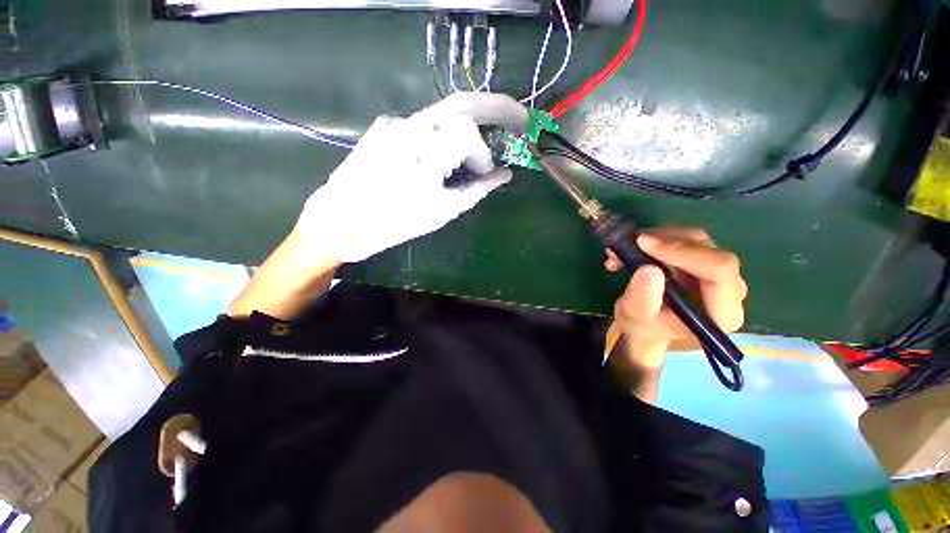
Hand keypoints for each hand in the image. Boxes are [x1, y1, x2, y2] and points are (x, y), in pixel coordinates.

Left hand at [295, 93, 528, 262]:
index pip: (469, 131)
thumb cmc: (394, 223)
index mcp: (424, 153)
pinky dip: (443, 135)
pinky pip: (424, 125)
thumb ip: (476, 190)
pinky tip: (441, 155)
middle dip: (496, 107)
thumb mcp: (442, 212)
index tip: (486, 173)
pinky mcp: (384, 126)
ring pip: (444, 113)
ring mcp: (394, 123)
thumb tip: (503, 176)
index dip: (483, 153)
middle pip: (462, 102)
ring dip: (468, 126)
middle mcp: (409, 127)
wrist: (341, 221)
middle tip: (518, 118)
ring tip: (476, 148)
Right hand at [606, 227, 747, 368]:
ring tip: (623, 250)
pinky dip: (656, 239)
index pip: (718, 271)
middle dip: (664, 242)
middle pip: (708, 250)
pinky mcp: (703, 263)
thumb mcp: (635, 318)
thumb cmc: (644, 329)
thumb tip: (649, 269)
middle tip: (629, 243)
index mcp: (721, 313)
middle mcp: (729, 290)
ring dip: (656, 238)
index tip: (644, 243)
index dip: (683, 252)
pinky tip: (632, 249)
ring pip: (695, 240)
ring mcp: (717, 274)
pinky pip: (684, 240)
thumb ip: (643, 299)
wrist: (646, 329)